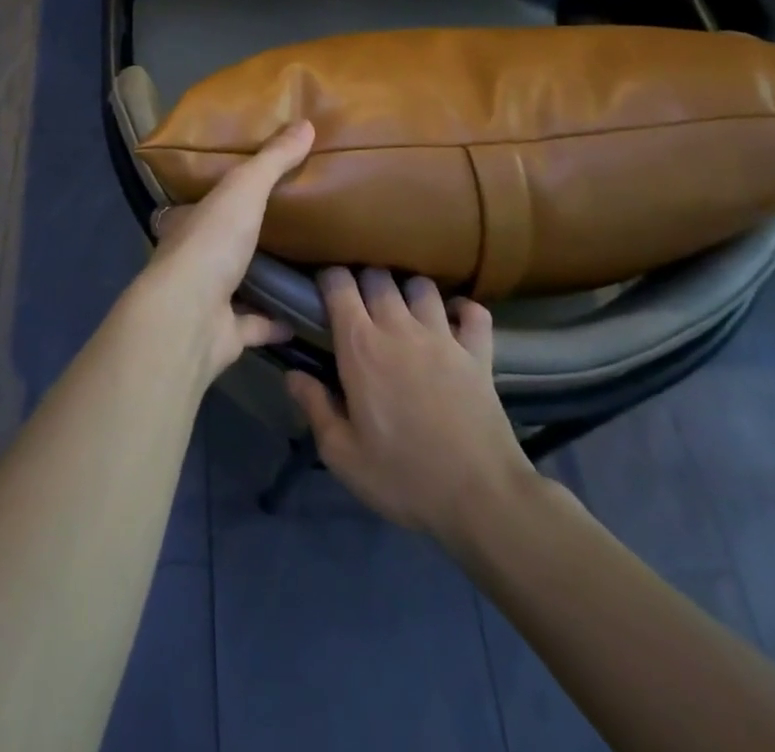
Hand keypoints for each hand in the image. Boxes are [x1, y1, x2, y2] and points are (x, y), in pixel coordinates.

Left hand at [139, 121, 313, 382]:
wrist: (190, 317)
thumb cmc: (211, 244)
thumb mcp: (243, 189)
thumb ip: (272, 160)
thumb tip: (306, 123)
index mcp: (188, 222)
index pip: (202, 202)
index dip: (222, 193)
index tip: (249, 187)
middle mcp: (193, 258)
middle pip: (220, 243)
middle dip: (244, 235)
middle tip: (288, 223)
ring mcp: (207, 298)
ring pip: (237, 284)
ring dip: (262, 278)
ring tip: (303, 265)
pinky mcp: (225, 334)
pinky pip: (255, 325)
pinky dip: (276, 322)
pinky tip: (305, 314)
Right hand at [287, 270, 539, 560]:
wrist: (481, 499)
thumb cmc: (404, 477)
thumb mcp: (343, 454)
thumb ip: (314, 407)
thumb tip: (293, 374)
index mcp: (360, 346)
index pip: (339, 283)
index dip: (328, 279)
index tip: (323, 294)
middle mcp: (399, 328)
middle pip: (378, 276)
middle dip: (365, 281)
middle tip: (360, 306)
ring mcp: (443, 337)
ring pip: (422, 286)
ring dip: (409, 291)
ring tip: (404, 311)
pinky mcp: (478, 354)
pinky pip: (474, 312)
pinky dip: (462, 310)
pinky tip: (453, 322)